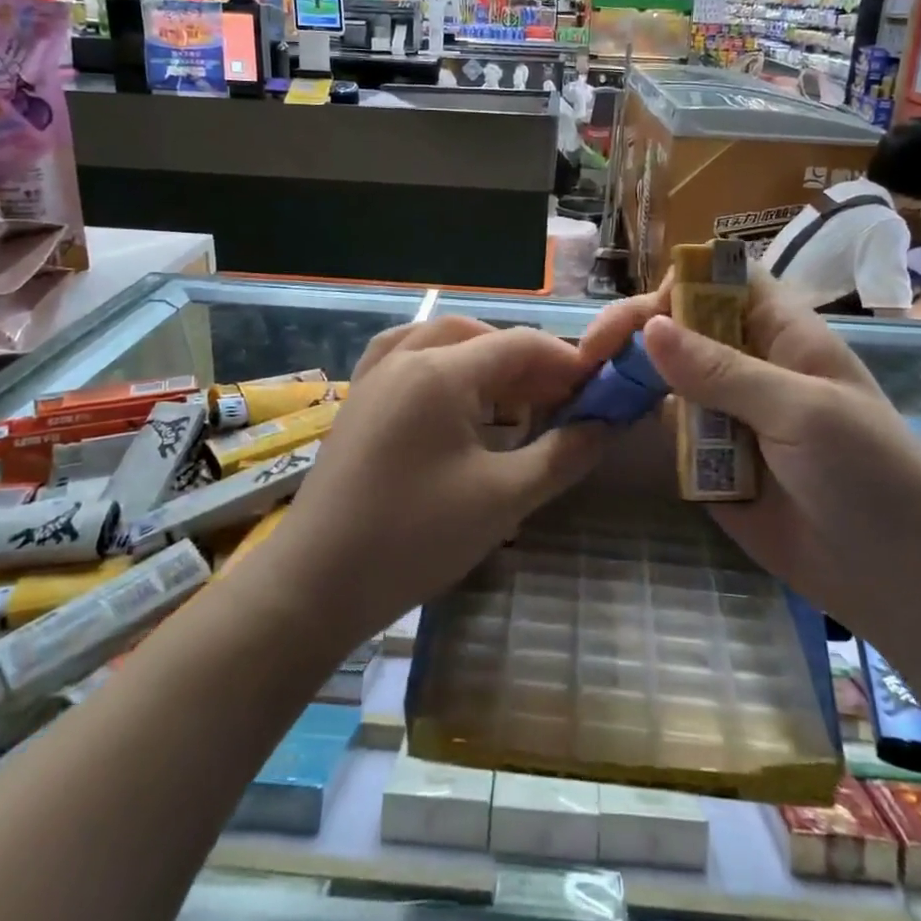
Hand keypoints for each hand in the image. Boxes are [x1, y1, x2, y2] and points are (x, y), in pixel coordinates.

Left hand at [254, 317, 605, 647]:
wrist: (315, 584)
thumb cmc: (414, 538)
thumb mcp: (502, 499)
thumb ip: (561, 455)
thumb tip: (605, 426)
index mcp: (440, 372)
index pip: (519, 345)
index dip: (565, 362)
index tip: (598, 391)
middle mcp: (405, 358)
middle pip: (480, 337)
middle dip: (527, 361)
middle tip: (560, 400)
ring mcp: (374, 377)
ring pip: (441, 341)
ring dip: (483, 358)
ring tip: (512, 397)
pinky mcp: (359, 401)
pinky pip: (405, 356)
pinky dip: (440, 362)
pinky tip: (453, 395)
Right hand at [580, 278, 920, 644]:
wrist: (901, 581)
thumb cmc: (871, 476)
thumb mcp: (803, 412)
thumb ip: (723, 371)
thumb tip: (649, 329)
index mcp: (782, 335)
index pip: (723, 282)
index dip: (681, 284)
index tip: (642, 317)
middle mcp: (749, 364)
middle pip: (682, 326)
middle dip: (636, 332)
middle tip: (592, 355)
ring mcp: (727, 413)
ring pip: (666, 377)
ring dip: (628, 377)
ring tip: (583, 385)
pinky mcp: (709, 460)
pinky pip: (667, 428)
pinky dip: (636, 421)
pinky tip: (603, 420)